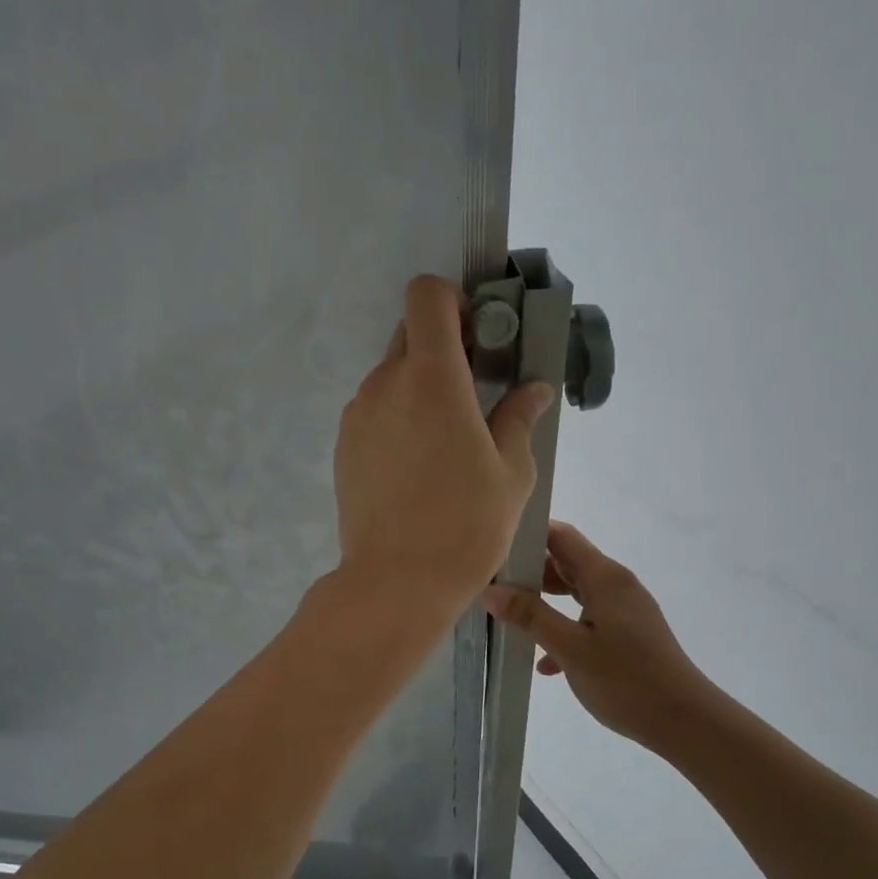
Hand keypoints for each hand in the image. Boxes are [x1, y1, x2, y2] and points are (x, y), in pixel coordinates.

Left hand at [332, 274, 553, 621]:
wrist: (396, 582)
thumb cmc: (466, 525)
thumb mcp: (512, 473)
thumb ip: (519, 418)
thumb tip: (533, 388)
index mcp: (432, 377)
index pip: (426, 295)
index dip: (452, 302)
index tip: (477, 338)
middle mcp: (385, 383)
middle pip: (410, 334)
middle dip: (443, 347)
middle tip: (472, 393)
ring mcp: (357, 414)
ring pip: (391, 375)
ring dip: (419, 387)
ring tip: (445, 442)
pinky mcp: (344, 445)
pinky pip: (374, 410)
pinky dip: (397, 417)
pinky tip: (416, 466)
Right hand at [483, 522, 716, 749]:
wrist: (685, 721)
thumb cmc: (625, 679)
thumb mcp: (570, 648)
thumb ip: (530, 615)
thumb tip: (491, 590)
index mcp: (605, 577)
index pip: (561, 536)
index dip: (527, 536)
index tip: (494, 550)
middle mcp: (616, 584)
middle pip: (566, 562)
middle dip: (530, 572)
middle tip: (493, 587)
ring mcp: (625, 609)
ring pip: (576, 592)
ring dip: (544, 603)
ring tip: (510, 618)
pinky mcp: (628, 633)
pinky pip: (588, 620)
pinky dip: (565, 629)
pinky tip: (546, 663)